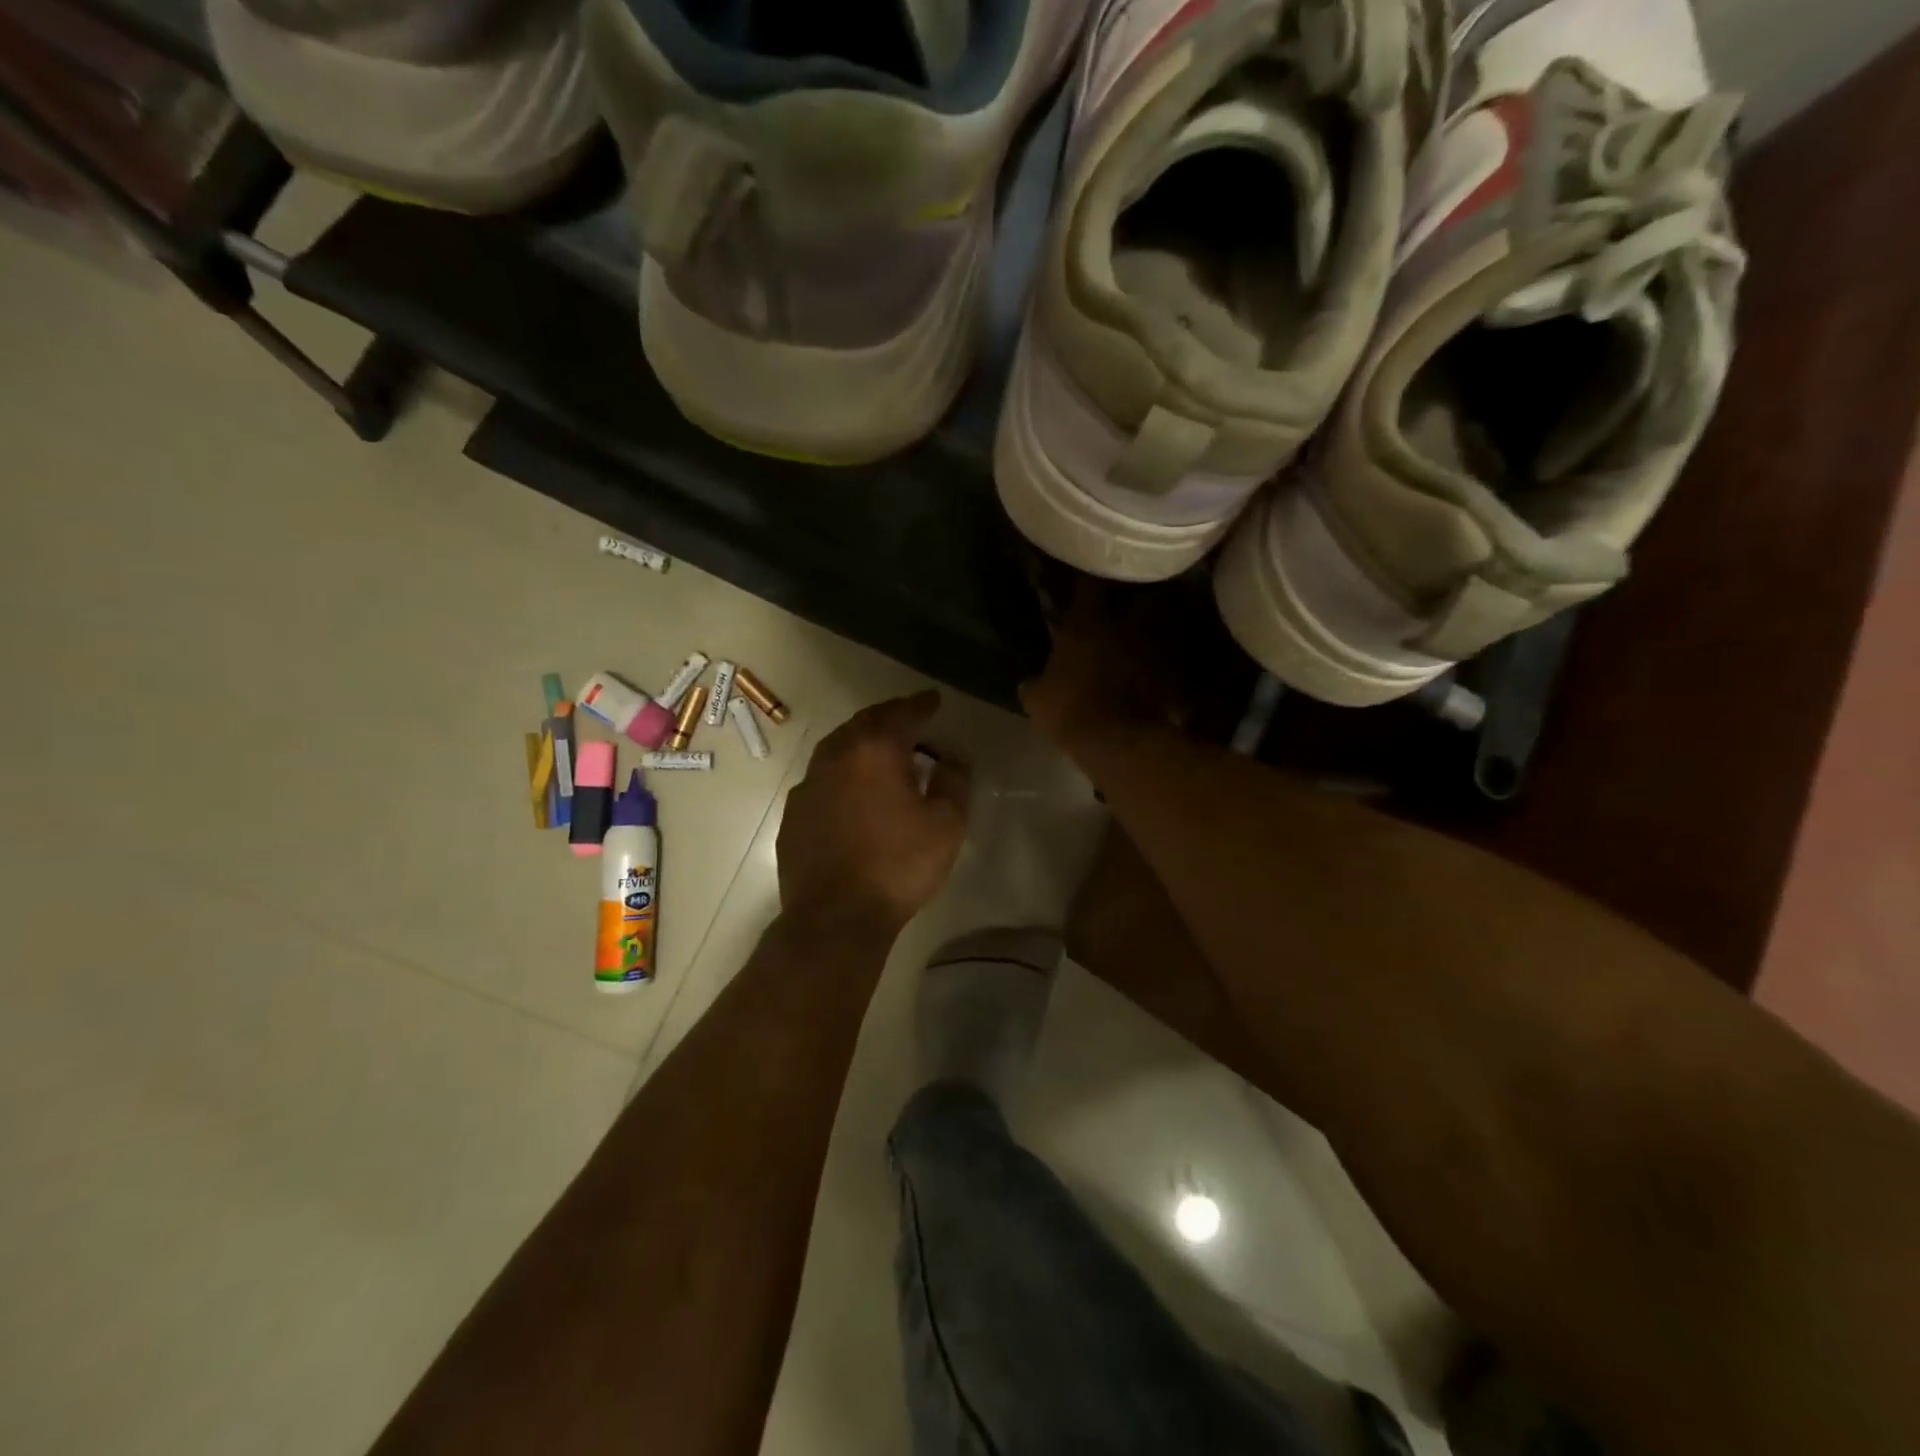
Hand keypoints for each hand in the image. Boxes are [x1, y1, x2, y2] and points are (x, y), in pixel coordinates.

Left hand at [777, 691, 969, 932]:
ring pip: (838, 746)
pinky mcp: (795, 812)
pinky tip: (852, 787)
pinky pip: (822, 775)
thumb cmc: (898, 867)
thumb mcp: (946, 826)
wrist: (835, 917)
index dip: (921, 704)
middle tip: (909, 717)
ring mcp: (809, 783)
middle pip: (865, 722)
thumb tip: (953, 758)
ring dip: (862, 739)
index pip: (902, 713)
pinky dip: (842, 769)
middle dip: (889, 715)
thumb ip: (954, 782)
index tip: (934, 700)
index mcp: (875, 751)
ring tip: (881, 747)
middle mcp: (836, 756)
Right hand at [1021, 582, 1183, 756]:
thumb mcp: (1037, 700)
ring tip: (1147, 632)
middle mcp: (1126, 624)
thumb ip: (1035, 683)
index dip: (1088, 582)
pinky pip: (1173, 655)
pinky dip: (1167, 657)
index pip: (1090, 585)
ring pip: (1164, 620)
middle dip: (1138, 594)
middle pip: (1142, 592)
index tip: (1085, 584)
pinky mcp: (1175, 671)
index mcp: (1088, 623)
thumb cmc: (1071, 711)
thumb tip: (1029, 683)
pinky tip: (1159, 666)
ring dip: (1157, 623)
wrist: (1120, 741)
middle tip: (1129, 601)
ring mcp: (1155, 646)